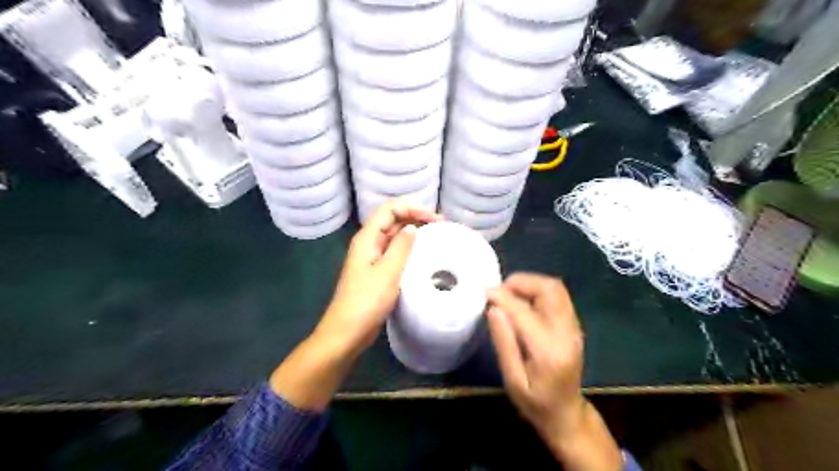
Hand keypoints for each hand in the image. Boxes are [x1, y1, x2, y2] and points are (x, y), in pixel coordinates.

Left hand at [273, 200, 440, 410]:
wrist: (347, 332)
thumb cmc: (366, 301)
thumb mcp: (387, 272)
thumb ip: (401, 247)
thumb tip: (413, 227)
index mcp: (367, 238)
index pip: (390, 209)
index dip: (413, 208)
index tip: (436, 220)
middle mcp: (369, 243)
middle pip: (393, 219)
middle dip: (416, 218)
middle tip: (441, 227)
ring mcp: (372, 258)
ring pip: (394, 236)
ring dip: (414, 233)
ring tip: (436, 238)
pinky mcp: (377, 271)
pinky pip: (395, 252)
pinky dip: (409, 249)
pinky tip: (423, 256)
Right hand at [489, 273, 618, 470]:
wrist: (567, 414)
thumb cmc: (535, 402)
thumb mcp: (512, 379)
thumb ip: (504, 343)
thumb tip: (493, 308)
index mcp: (549, 351)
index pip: (524, 312)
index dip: (503, 297)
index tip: (484, 292)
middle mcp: (567, 333)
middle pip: (550, 289)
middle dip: (522, 282)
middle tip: (500, 291)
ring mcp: (574, 327)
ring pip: (556, 288)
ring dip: (530, 284)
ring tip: (509, 294)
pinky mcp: (574, 325)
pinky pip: (558, 296)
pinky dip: (538, 291)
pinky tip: (522, 302)